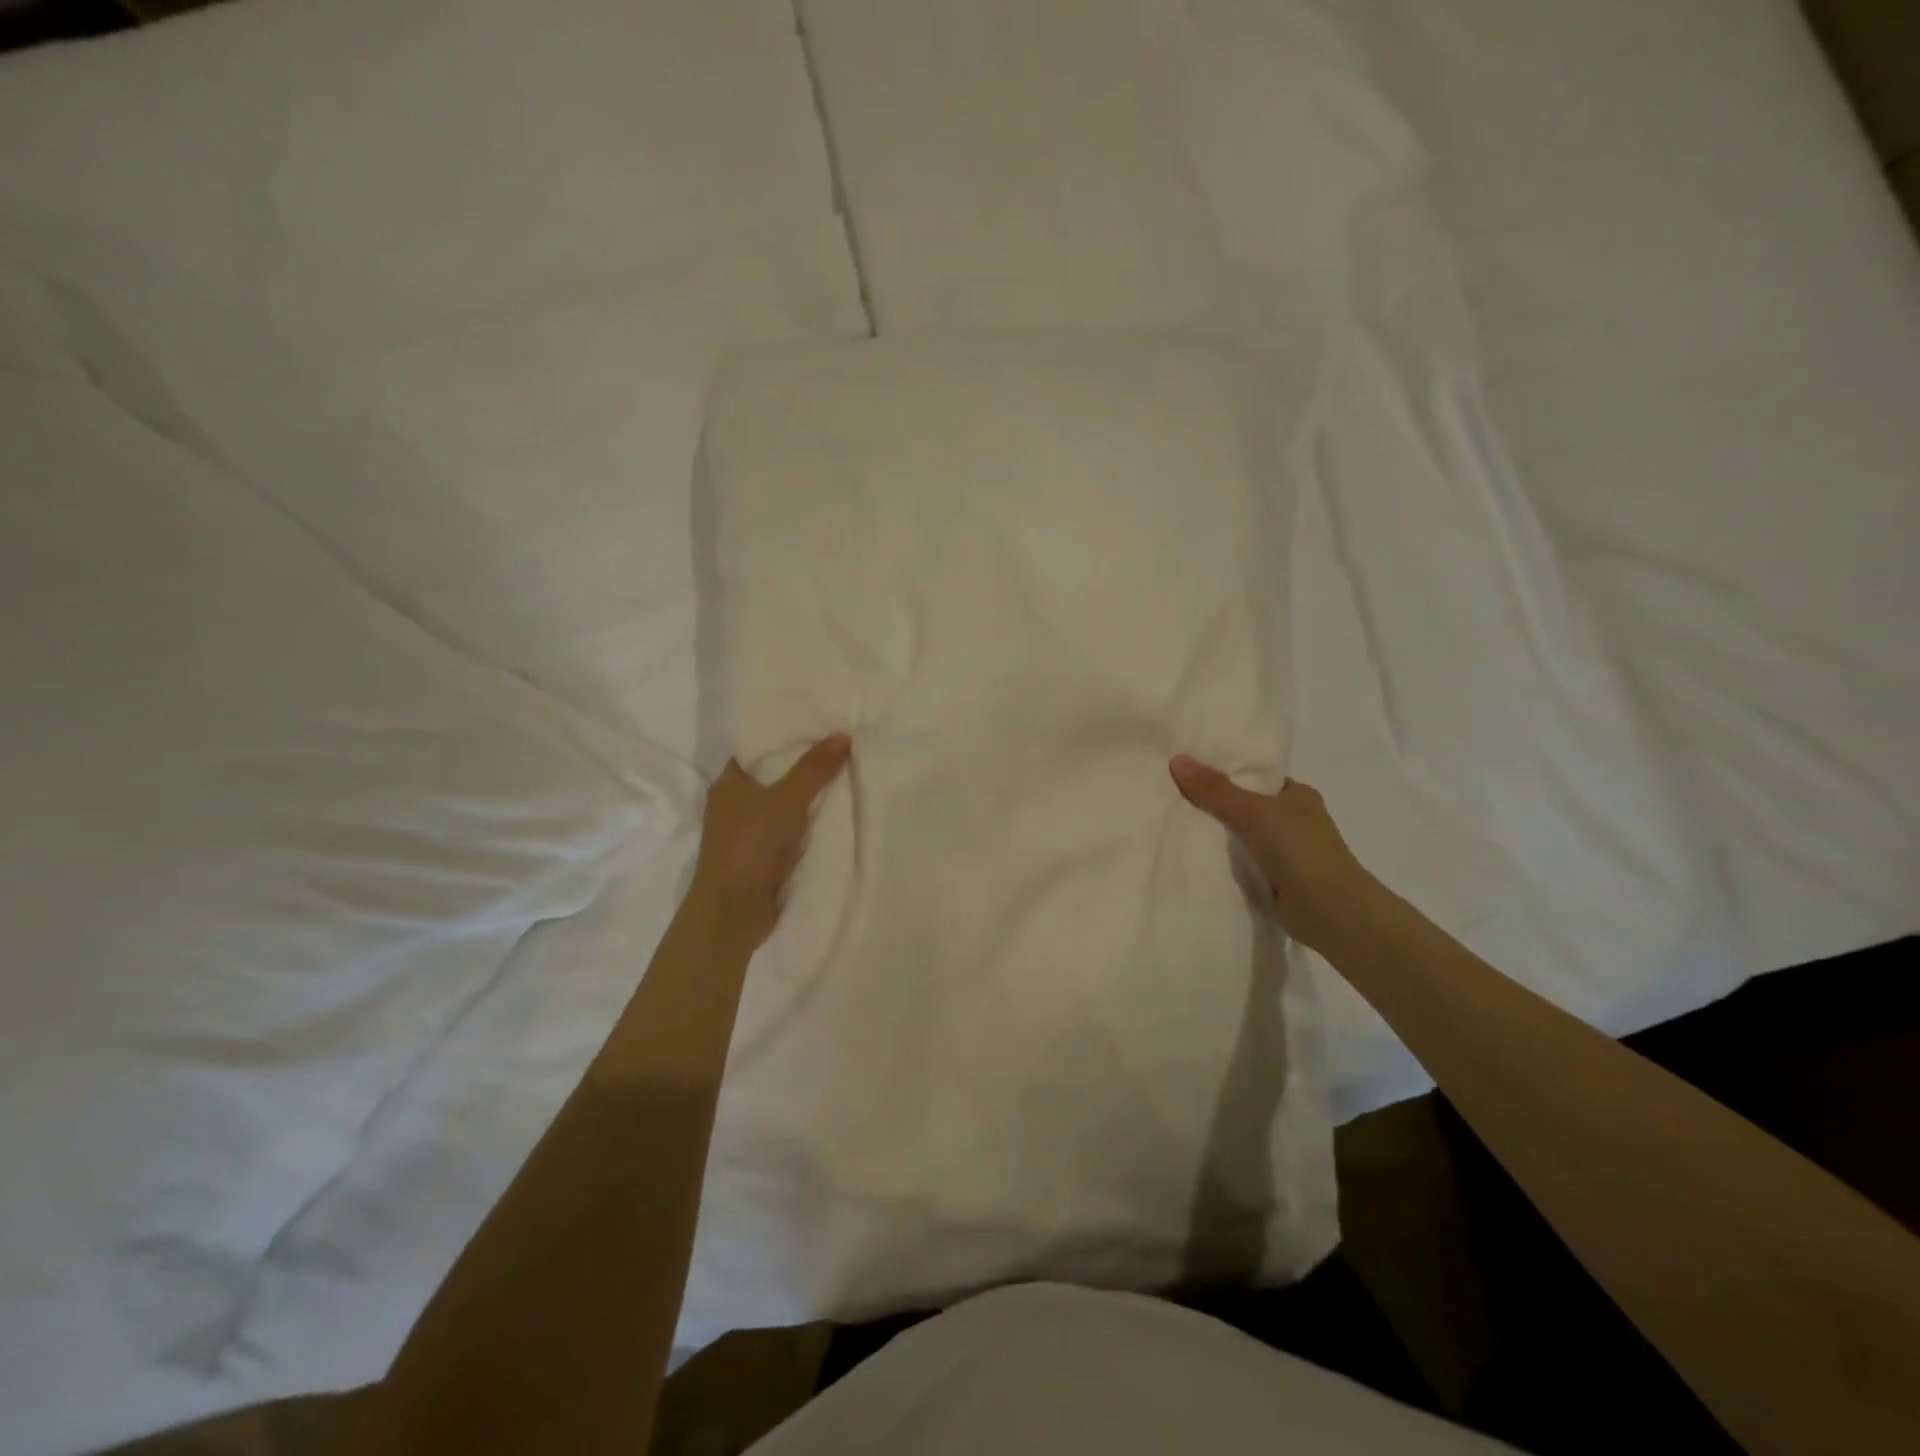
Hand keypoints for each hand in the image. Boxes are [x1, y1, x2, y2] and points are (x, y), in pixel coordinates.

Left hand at [693, 735, 851, 944]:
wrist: (734, 911)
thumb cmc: (751, 845)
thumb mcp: (787, 800)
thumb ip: (814, 769)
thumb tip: (843, 735)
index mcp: (728, 782)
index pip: (758, 748)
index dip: (787, 736)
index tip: (820, 726)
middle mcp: (734, 803)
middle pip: (775, 776)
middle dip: (805, 767)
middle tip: (842, 748)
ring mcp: (747, 832)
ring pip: (784, 805)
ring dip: (809, 798)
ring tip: (846, 775)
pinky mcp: (760, 857)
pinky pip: (790, 830)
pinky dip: (808, 824)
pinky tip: (835, 815)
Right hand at [1169, 755, 1381, 952]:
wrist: (1330, 910)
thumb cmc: (1299, 849)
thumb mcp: (1252, 811)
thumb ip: (1215, 789)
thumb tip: (1177, 760)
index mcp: (1299, 796)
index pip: (1259, 778)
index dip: (1228, 774)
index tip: (1192, 773)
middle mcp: (1296, 821)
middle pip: (1248, 807)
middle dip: (1218, 807)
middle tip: (1175, 799)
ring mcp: (1290, 853)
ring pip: (1245, 837)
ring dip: (1220, 837)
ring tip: (1177, 826)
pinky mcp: (1279, 881)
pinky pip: (1245, 864)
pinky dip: (1226, 863)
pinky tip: (1197, 859)